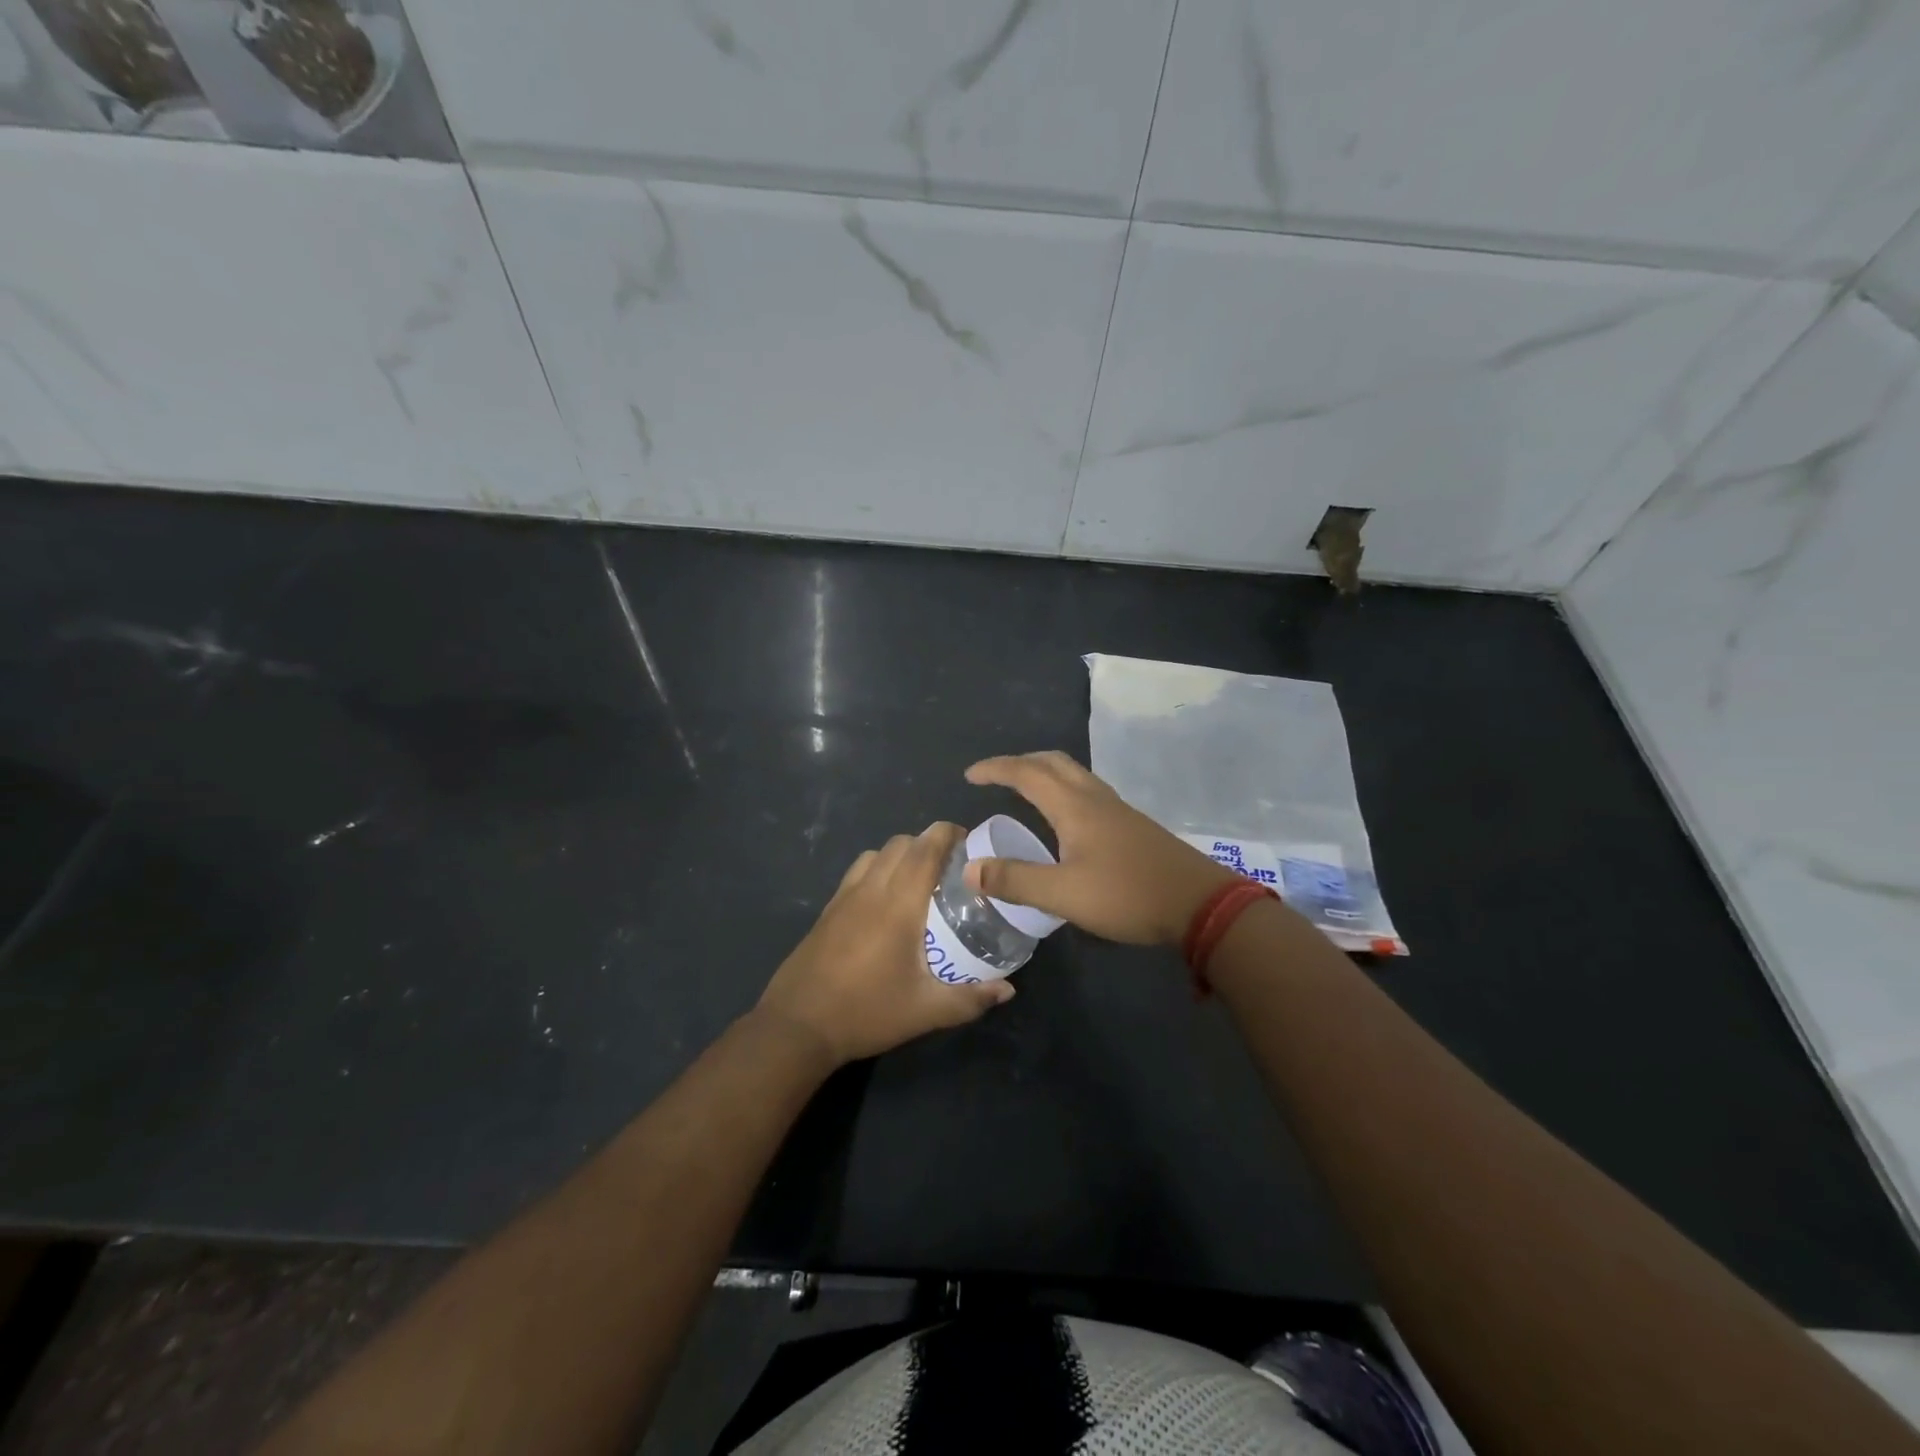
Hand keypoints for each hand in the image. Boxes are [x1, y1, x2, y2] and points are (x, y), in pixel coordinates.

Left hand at [756, 823, 1014, 1065]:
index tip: (969, 841)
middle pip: (902, 843)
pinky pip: (858, 871)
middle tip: (952, 866)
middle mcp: (871, 889)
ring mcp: (844, 896)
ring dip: (902, 854)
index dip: (948, 834)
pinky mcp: (828, 909)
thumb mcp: (925, 1011)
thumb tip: (1008, 990)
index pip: (925, 849)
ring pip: (877, 853)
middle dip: (929, 843)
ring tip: (920, 880)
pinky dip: (878, 868)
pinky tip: (886, 901)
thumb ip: (970, 999)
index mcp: (898, 904)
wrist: (797, 1026)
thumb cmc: (866, 1012)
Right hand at [964, 752, 1238, 946]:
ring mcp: (1118, 810)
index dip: (996, 769)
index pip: (1027, 773)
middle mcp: (1095, 798)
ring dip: (1044, 773)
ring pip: (1074, 774)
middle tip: (996, 776)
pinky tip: (1066, 819)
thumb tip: (969, 869)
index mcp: (1074, 806)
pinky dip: (1064, 790)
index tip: (970, 774)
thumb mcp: (1063, 894)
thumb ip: (1015, 880)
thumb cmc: (1127, 895)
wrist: (1200, 905)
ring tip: (1025, 791)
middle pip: (1053, 762)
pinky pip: (1088, 791)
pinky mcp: (1133, 826)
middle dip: (1020, 762)